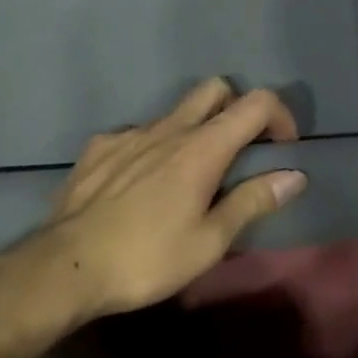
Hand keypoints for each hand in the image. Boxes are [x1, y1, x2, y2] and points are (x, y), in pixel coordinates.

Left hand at [0, 80, 305, 338]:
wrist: (63, 269)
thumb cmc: (146, 258)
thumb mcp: (209, 242)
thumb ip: (253, 201)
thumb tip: (294, 175)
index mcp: (203, 146)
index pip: (257, 102)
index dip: (280, 115)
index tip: (282, 147)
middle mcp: (170, 127)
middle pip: (215, 88)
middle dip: (236, 107)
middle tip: (238, 149)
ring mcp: (130, 134)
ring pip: (174, 112)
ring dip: (192, 130)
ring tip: (185, 175)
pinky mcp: (99, 148)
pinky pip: (135, 135)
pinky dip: (149, 149)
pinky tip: (138, 184)